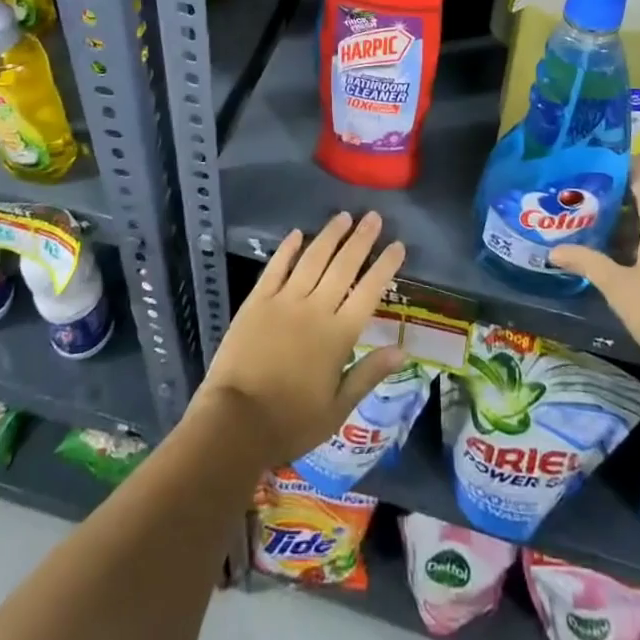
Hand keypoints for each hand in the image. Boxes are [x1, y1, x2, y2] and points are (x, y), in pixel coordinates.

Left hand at [194, 212, 406, 469]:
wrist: (235, 423)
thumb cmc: (291, 422)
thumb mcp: (338, 408)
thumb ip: (369, 373)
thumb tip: (403, 350)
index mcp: (338, 335)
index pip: (369, 291)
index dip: (385, 266)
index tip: (397, 244)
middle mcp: (315, 308)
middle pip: (343, 266)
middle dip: (361, 239)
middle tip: (374, 216)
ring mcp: (284, 301)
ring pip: (312, 258)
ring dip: (330, 235)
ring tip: (344, 216)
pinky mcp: (257, 301)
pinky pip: (276, 267)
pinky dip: (288, 248)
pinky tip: (298, 233)